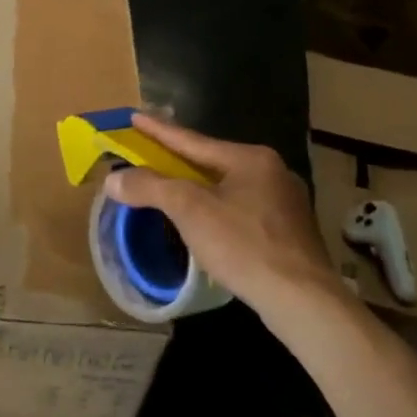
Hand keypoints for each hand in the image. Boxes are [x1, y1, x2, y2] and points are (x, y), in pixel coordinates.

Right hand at [104, 113, 338, 316]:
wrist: (302, 300)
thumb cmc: (243, 245)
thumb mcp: (189, 210)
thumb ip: (149, 188)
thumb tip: (114, 178)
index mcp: (250, 158)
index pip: (192, 140)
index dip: (159, 130)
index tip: (135, 117)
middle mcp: (272, 172)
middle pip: (212, 162)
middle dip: (179, 160)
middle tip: (151, 154)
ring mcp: (286, 204)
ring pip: (229, 187)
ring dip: (199, 188)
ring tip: (174, 189)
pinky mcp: (290, 233)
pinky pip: (243, 209)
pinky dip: (218, 210)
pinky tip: (208, 223)